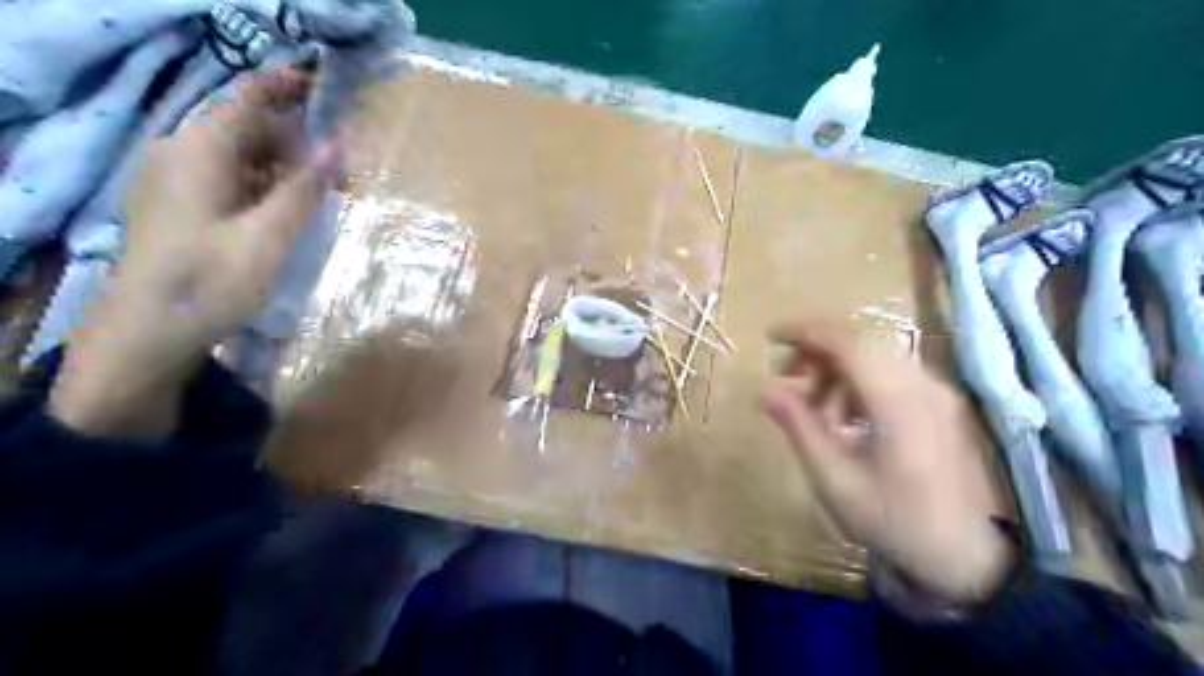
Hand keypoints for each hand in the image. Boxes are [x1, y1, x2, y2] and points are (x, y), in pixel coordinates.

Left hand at [46, 67, 335, 437]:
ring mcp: (176, 181)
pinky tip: (289, 212)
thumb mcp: (267, 237)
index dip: (286, 87)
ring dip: (284, 168)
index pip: (246, 99)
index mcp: (198, 151)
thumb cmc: (209, 283)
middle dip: (297, 143)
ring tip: (325, 196)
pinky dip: (264, 187)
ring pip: (241, 157)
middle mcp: (181, 154)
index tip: (329, 88)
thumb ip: (303, 189)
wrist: (147, 334)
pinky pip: (229, 180)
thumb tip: (340, 144)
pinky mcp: (179, 206)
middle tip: (344, 174)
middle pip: (247, 129)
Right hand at [765, 323, 1007, 605]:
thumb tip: (766, 390)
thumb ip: (800, 427)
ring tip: (814, 408)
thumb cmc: (895, 521)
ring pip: (876, 358)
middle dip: (817, 353)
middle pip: (861, 344)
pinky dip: (859, 384)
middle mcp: (923, 385)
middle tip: (787, 380)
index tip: (771, 336)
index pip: (846, 341)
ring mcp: (938, 394)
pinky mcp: (943, 406)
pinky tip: (847, 419)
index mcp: (896, 400)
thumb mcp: (835, 479)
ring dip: (837, 370)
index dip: (805, 331)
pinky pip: (892, 376)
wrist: (972, 560)